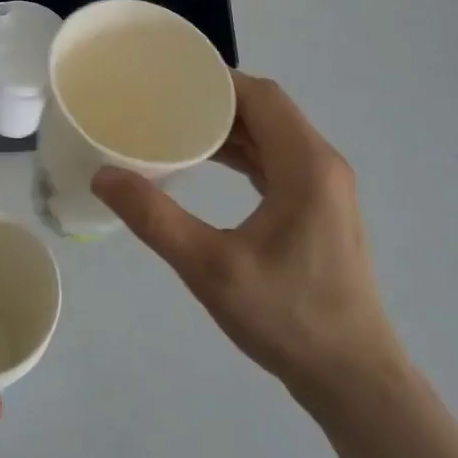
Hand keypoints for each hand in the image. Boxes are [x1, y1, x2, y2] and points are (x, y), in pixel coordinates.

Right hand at [92, 73, 399, 408]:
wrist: (354, 380)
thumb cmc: (287, 318)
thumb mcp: (211, 268)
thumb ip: (155, 219)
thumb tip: (104, 176)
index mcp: (306, 164)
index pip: (260, 95)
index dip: (216, 79)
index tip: (169, 77)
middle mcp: (322, 164)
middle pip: (267, 109)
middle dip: (216, 100)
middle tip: (164, 99)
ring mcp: (325, 188)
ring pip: (273, 134)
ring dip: (230, 126)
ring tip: (177, 125)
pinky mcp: (319, 209)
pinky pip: (277, 160)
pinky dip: (244, 152)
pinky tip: (210, 162)